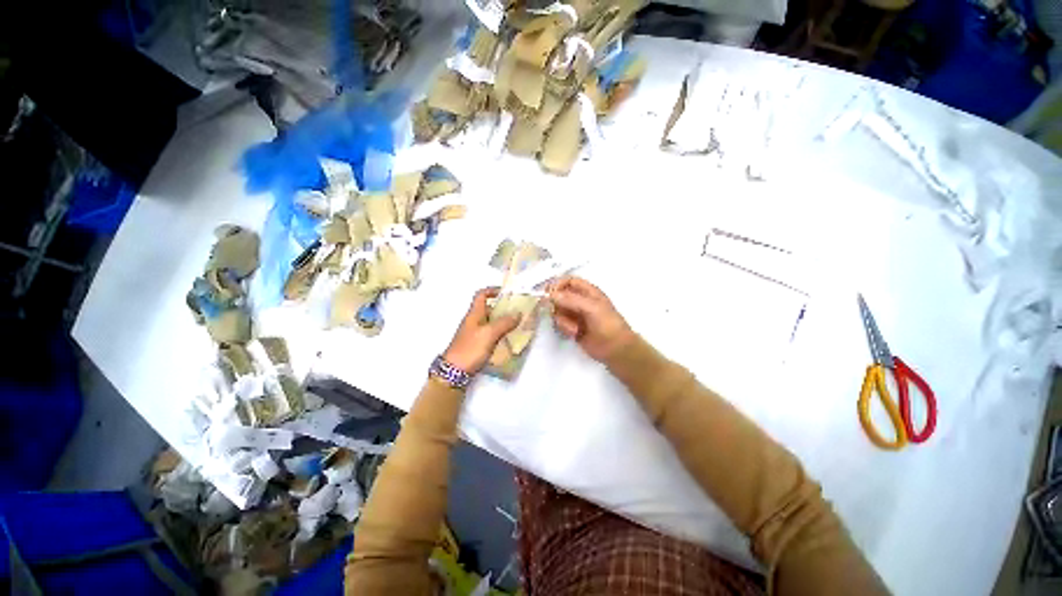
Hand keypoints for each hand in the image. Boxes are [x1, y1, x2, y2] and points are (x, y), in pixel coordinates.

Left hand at [442, 288, 520, 373]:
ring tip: (518, 325)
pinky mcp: (476, 344)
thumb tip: (518, 313)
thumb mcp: (489, 333)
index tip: (506, 294)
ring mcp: (474, 333)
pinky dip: (500, 333)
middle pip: (488, 308)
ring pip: (491, 322)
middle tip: (518, 311)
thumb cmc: (470, 348)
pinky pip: (490, 334)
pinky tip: (509, 339)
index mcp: (474, 314)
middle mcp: (474, 321)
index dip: (493, 290)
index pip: (481, 295)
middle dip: (503, 308)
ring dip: (503, 321)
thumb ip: (504, 323)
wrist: (454, 372)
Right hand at [549, 276, 634, 362]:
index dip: (558, 284)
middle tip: (557, 312)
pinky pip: (560, 323)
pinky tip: (573, 334)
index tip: (549, 293)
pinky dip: (564, 328)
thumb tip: (551, 295)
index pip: (569, 281)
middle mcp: (580, 301)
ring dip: (562, 320)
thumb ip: (570, 300)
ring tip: (574, 329)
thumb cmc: (607, 324)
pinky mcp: (572, 327)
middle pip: (560, 296)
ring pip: (558, 311)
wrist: (615, 349)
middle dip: (557, 305)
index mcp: (588, 292)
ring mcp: (576, 315)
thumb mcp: (591, 308)